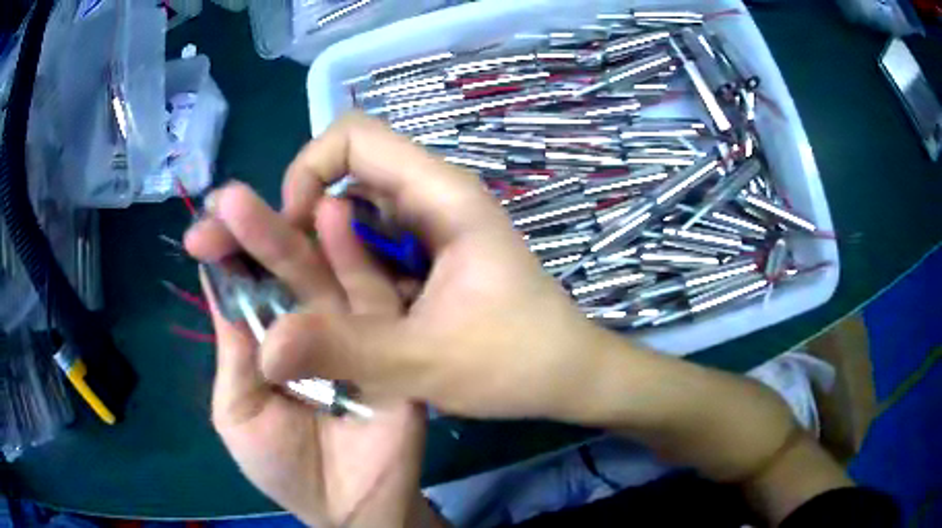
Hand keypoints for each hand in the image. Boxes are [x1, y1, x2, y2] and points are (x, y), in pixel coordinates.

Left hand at [186, 183, 427, 526]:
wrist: (351, 508)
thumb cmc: (283, 467)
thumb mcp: (238, 411)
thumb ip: (234, 350)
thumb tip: (215, 278)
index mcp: (268, 337)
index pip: (247, 284)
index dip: (226, 254)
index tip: (205, 226)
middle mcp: (308, 323)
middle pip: (282, 270)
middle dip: (256, 233)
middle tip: (229, 200)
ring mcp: (352, 328)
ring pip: (326, 272)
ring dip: (301, 233)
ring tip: (283, 195)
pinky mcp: (391, 340)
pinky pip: (374, 297)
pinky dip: (357, 259)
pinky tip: (338, 219)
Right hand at [256, 112, 618, 421]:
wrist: (568, 375)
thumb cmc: (515, 362)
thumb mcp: (423, 362)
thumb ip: (342, 350)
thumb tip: (264, 349)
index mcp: (440, 195)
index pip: (354, 135)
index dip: (309, 168)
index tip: (293, 229)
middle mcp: (432, 197)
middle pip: (346, 172)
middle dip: (299, 214)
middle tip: (271, 268)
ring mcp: (431, 227)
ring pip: (355, 213)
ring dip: (317, 246)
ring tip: (295, 294)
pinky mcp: (428, 257)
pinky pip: (370, 246)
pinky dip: (342, 268)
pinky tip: (334, 308)